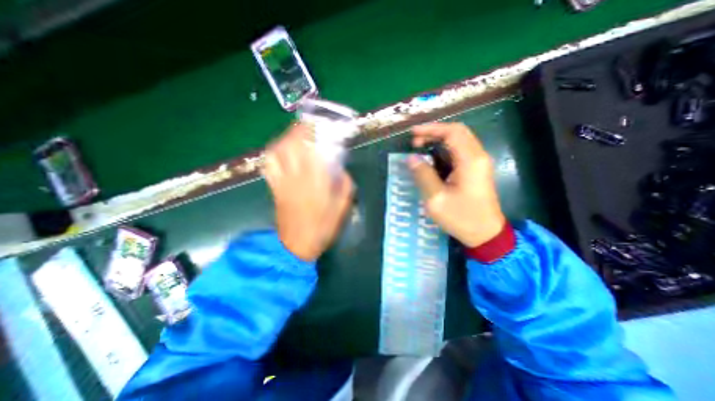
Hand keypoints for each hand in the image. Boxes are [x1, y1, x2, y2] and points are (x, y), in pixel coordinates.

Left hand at [262, 123, 354, 260]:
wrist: (297, 245)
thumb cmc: (323, 226)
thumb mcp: (343, 206)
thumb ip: (346, 184)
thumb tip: (342, 170)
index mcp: (316, 180)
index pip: (312, 148)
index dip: (314, 132)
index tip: (319, 123)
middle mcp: (296, 176)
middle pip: (291, 145)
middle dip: (298, 130)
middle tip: (307, 125)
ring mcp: (282, 181)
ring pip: (277, 152)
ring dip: (284, 139)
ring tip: (294, 136)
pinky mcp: (275, 188)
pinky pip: (269, 165)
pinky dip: (273, 154)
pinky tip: (280, 152)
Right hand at [410, 122, 503, 247]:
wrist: (486, 234)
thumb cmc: (461, 218)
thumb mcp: (436, 198)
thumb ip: (423, 175)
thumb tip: (411, 158)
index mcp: (470, 161)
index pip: (452, 132)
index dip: (431, 129)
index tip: (412, 134)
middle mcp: (478, 156)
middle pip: (457, 132)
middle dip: (434, 132)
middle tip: (415, 142)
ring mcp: (479, 163)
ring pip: (459, 141)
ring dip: (439, 140)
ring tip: (420, 148)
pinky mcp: (476, 170)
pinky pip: (460, 152)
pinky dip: (444, 150)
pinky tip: (432, 158)